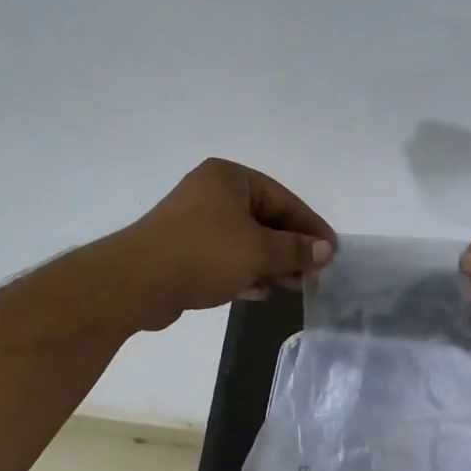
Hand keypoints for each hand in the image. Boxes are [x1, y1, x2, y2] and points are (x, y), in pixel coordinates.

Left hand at [116, 159, 334, 329]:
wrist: (138, 282)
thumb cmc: (204, 253)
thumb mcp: (258, 250)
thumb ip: (295, 249)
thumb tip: (326, 249)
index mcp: (229, 178)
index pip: (283, 199)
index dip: (310, 226)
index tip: (332, 251)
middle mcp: (212, 194)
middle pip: (265, 220)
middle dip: (290, 249)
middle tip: (315, 274)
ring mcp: (195, 223)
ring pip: (245, 242)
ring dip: (271, 264)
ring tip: (294, 286)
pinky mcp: (184, 252)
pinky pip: (225, 259)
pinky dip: (245, 273)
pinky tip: (261, 292)